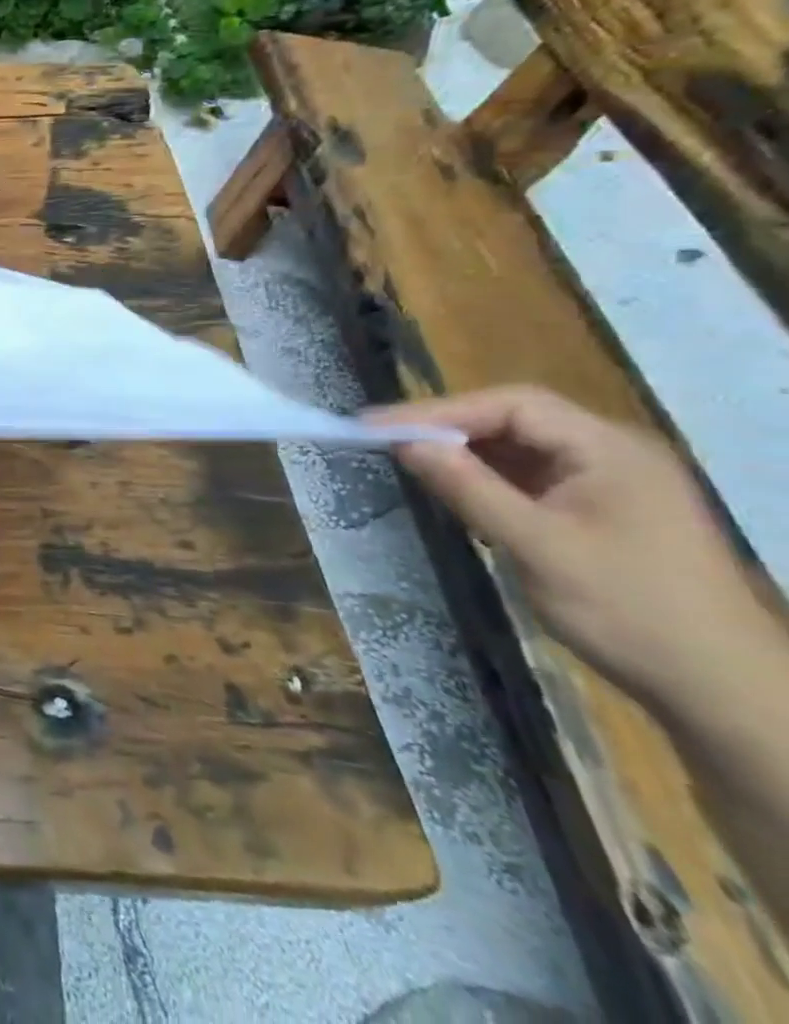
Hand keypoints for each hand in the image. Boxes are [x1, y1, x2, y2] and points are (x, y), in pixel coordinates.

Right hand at [370, 385, 772, 711]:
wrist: (720, 691)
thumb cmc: (630, 611)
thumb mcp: (537, 547)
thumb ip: (469, 489)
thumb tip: (404, 443)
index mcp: (610, 450)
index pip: (512, 405)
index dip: (439, 410)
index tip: (377, 426)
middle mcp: (612, 453)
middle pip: (514, 420)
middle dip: (447, 427)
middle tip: (382, 439)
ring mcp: (608, 482)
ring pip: (519, 448)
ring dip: (464, 453)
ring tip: (407, 461)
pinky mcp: (600, 510)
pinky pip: (530, 477)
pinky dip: (486, 478)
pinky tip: (456, 492)